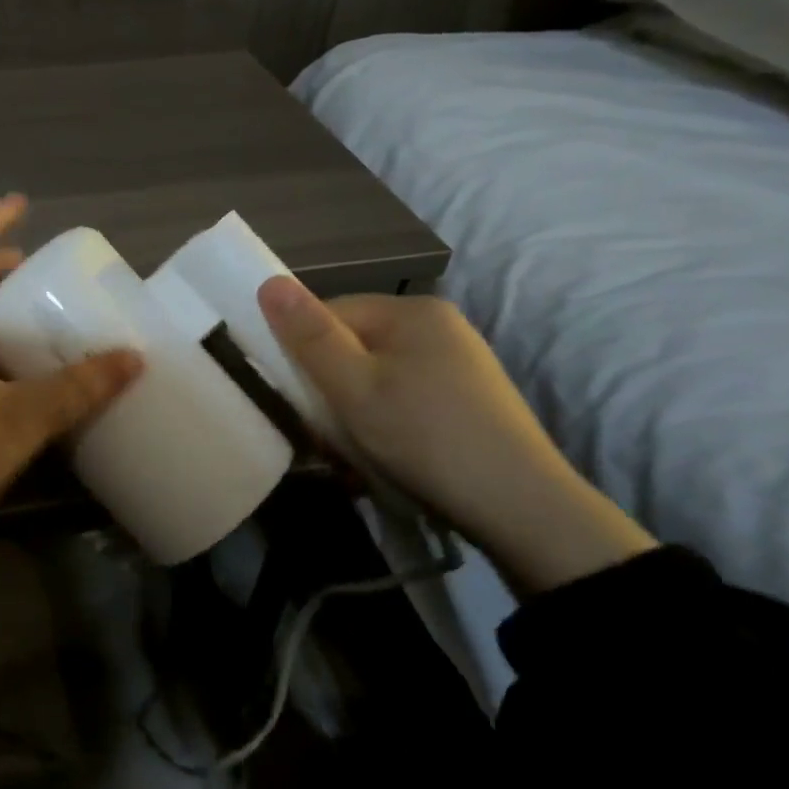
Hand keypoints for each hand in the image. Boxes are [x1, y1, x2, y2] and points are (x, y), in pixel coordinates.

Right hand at [256, 278, 655, 593]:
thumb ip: (309, 336)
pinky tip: (384, 453)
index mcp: (412, 311)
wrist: (520, 507)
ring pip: (375, 376)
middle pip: (353, 345)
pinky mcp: (467, 398)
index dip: (302, 354)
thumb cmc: (423, 437)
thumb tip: (268, 282)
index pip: (329, 314)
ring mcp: (458, 362)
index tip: (295, 399)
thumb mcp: (353, 388)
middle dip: (329, 387)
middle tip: (323, 434)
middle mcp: (438, 326)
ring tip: (352, 451)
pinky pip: (402, 396)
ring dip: (352, 410)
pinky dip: (383, 421)